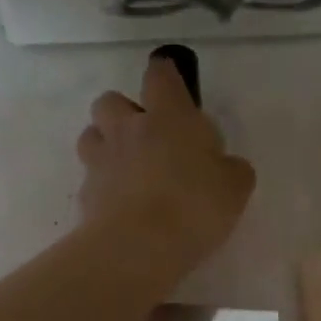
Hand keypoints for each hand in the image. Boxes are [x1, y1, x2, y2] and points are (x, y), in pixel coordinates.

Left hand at [77, 57, 256, 268]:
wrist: (138, 247)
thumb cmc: (194, 205)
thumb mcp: (235, 187)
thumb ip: (231, 169)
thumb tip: (226, 166)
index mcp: (168, 117)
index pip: (160, 75)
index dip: (165, 74)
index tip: (171, 83)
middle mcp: (127, 130)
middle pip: (110, 100)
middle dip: (124, 112)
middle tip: (146, 136)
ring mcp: (101, 161)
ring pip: (91, 135)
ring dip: (106, 144)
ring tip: (127, 168)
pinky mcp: (85, 194)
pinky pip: (90, 179)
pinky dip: (103, 186)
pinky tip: (120, 205)